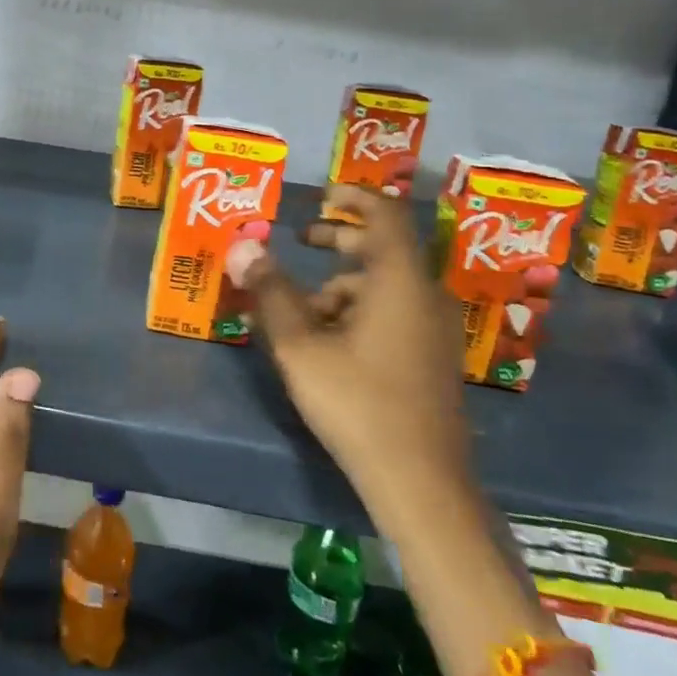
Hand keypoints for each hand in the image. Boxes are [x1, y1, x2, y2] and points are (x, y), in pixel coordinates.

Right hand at [228, 185, 471, 510]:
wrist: (420, 481)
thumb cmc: (357, 401)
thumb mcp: (300, 344)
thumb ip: (270, 291)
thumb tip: (243, 245)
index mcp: (399, 281)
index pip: (386, 214)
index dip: (355, 196)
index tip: (322, 195)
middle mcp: (424, 296)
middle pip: (383, 248)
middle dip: (340, 238)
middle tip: (300, 239)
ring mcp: (433, 329)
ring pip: (385, 284)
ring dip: (342, 283)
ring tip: (300, 307)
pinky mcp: (431, 357)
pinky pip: (394, 311)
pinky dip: (360, 308)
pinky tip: (328, 341)